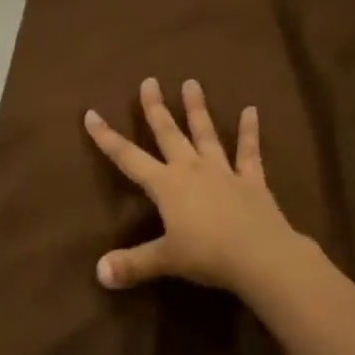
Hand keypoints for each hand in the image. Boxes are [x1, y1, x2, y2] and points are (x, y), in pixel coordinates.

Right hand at [85, 76, 306, 294]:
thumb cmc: (208, 255)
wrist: (262, 257)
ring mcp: (223, 171)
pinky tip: (252, 111)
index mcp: (166, 184)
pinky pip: (249, 153)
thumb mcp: (166, 260)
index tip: (91, 113)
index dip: (107, 137)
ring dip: (197, 109)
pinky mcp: (252, 181)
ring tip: (192, 82)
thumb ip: (133, 264)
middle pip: (168, 132)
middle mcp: (190, 168)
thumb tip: (99, 274)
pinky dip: (250, 132)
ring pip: (205, 133)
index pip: (128, 157)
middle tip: (149, 81)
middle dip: (156, 107)